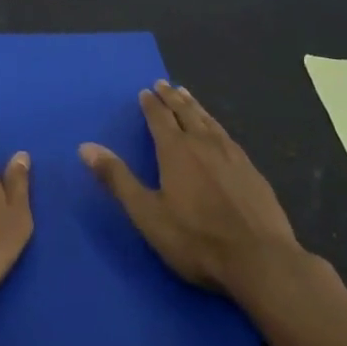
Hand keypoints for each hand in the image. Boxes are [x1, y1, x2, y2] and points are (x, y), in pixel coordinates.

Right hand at [80, 81, 301, 303]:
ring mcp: (232, 155)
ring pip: (209, 121)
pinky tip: (218, 131)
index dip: (151, 104)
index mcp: (176, 151)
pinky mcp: (252, 170)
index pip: (159, 118)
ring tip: (187, 95)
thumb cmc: (196, 239)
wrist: (261, 260)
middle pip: (186, 113)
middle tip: (164, 84)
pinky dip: (216, 124)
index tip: (145, 91)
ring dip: (195, 106)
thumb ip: (117, 179)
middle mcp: (204, 143)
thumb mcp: (147, 214)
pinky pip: (227, 135)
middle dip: (172, 98)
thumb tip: (85, 147)